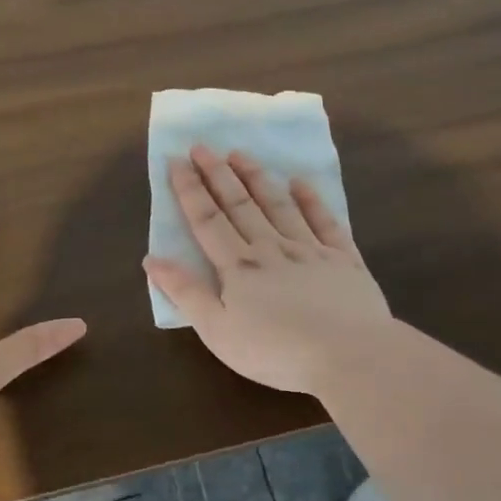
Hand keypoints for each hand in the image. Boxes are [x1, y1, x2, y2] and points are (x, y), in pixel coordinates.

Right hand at [144, 144, 390, 394]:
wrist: (349, 355)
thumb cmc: (275, 351)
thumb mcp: (217, 331)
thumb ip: (186, 293)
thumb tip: (152, 259)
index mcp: (238, 267)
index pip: (207, 220)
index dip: (190, 190)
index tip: (177, 161)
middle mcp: (271, 248)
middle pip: (240, 204)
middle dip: (218, 174)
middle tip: (203, 145)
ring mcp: (310, 250)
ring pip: (278, 205)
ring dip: (257, 177)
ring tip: (240, 153)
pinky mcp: (343, 259)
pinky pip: (325, 221)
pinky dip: (311, 199)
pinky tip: (300, 182)